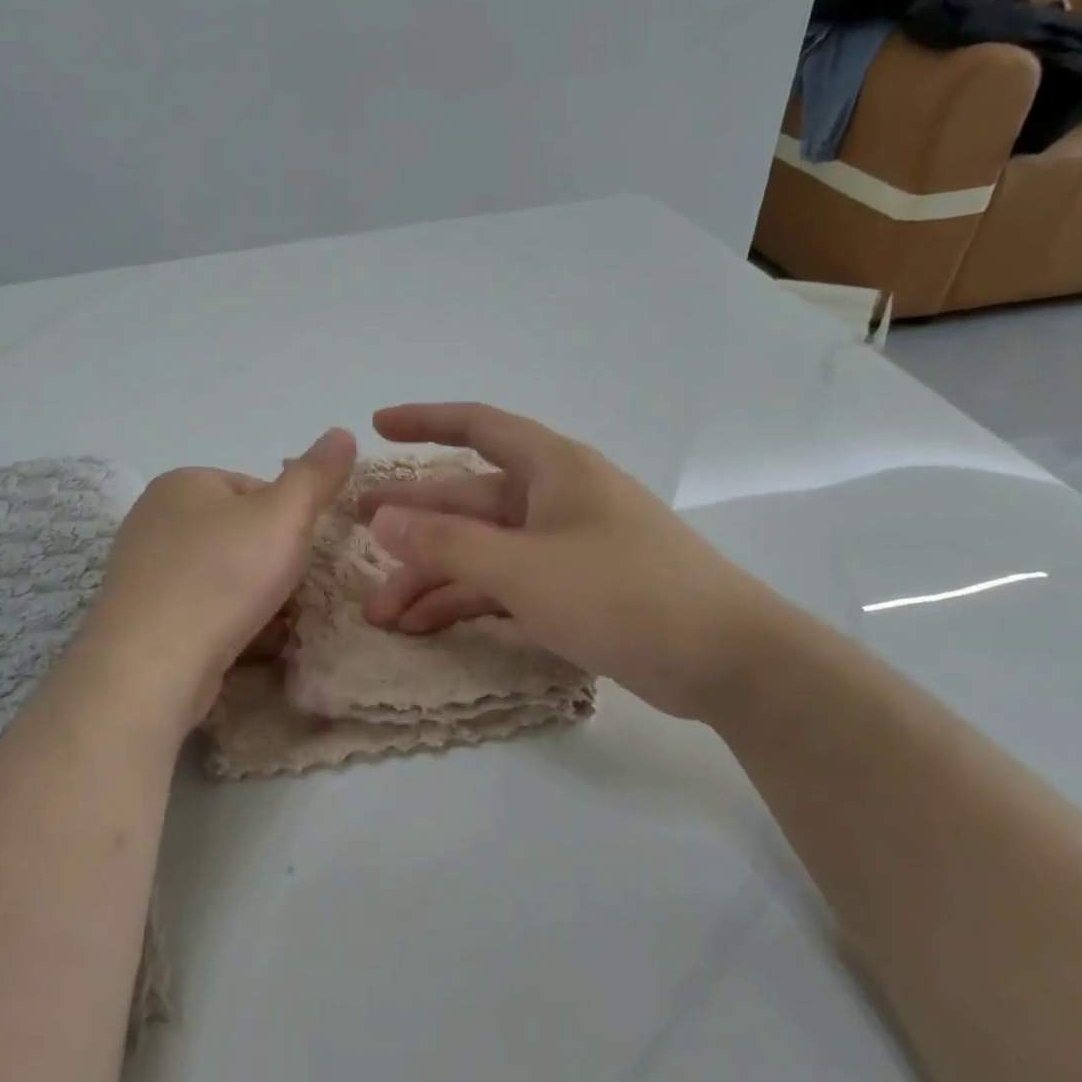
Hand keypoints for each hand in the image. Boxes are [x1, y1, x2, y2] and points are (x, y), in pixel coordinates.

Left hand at [78, 429, 357, 725]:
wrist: (153, 664)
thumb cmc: (223, 576)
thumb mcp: (284, 516)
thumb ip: (316, 475)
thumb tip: (343, 432)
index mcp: (182, 482)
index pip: (255, 489)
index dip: (289, 521)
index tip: (300, 554)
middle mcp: (154, 518)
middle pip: (238, 534)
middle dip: (270, 563)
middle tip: (290, 593)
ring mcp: (142, 569)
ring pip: (221, 575)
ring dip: (253, 597)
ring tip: (271, 624)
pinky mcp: (142, 616)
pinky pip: (199, 609)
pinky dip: (225, 622)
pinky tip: (241, 644)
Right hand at [359, 403, 780, 721]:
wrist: (726, 660)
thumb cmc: (624, 595)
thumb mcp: (524, 569)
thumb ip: (448, 545)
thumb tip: (380, 519)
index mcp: (552, 469)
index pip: (478, 427)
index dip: (424, 422)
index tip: (376, 427)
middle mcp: (555, 499)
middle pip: (468, 501)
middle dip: (412, 523)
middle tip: (354, 533)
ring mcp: (563, 546)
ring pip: (481, 550)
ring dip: (432, 578)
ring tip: (381, 612)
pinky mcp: (572, 589)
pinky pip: (503, 583)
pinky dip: (466, 601)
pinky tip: (425, 626)